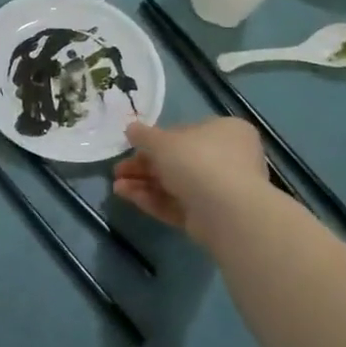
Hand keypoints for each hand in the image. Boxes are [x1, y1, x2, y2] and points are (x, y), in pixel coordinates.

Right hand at [115, 118, 276, 243]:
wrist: (226, 210)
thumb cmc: (197, 160)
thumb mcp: (162, 141)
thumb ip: (143, 135)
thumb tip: (131, 129)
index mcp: (226, 131)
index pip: (186, 132)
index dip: (156, 140)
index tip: (133, 147)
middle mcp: (229, 159)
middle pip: (178, 161)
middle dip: (144, 166)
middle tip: (119, 171)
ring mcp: (221, 191)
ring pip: (175, 185)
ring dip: (144, 184)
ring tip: (116, 187)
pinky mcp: (211, 217)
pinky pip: (179, 205)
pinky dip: (154, 200)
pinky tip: (128, 197)